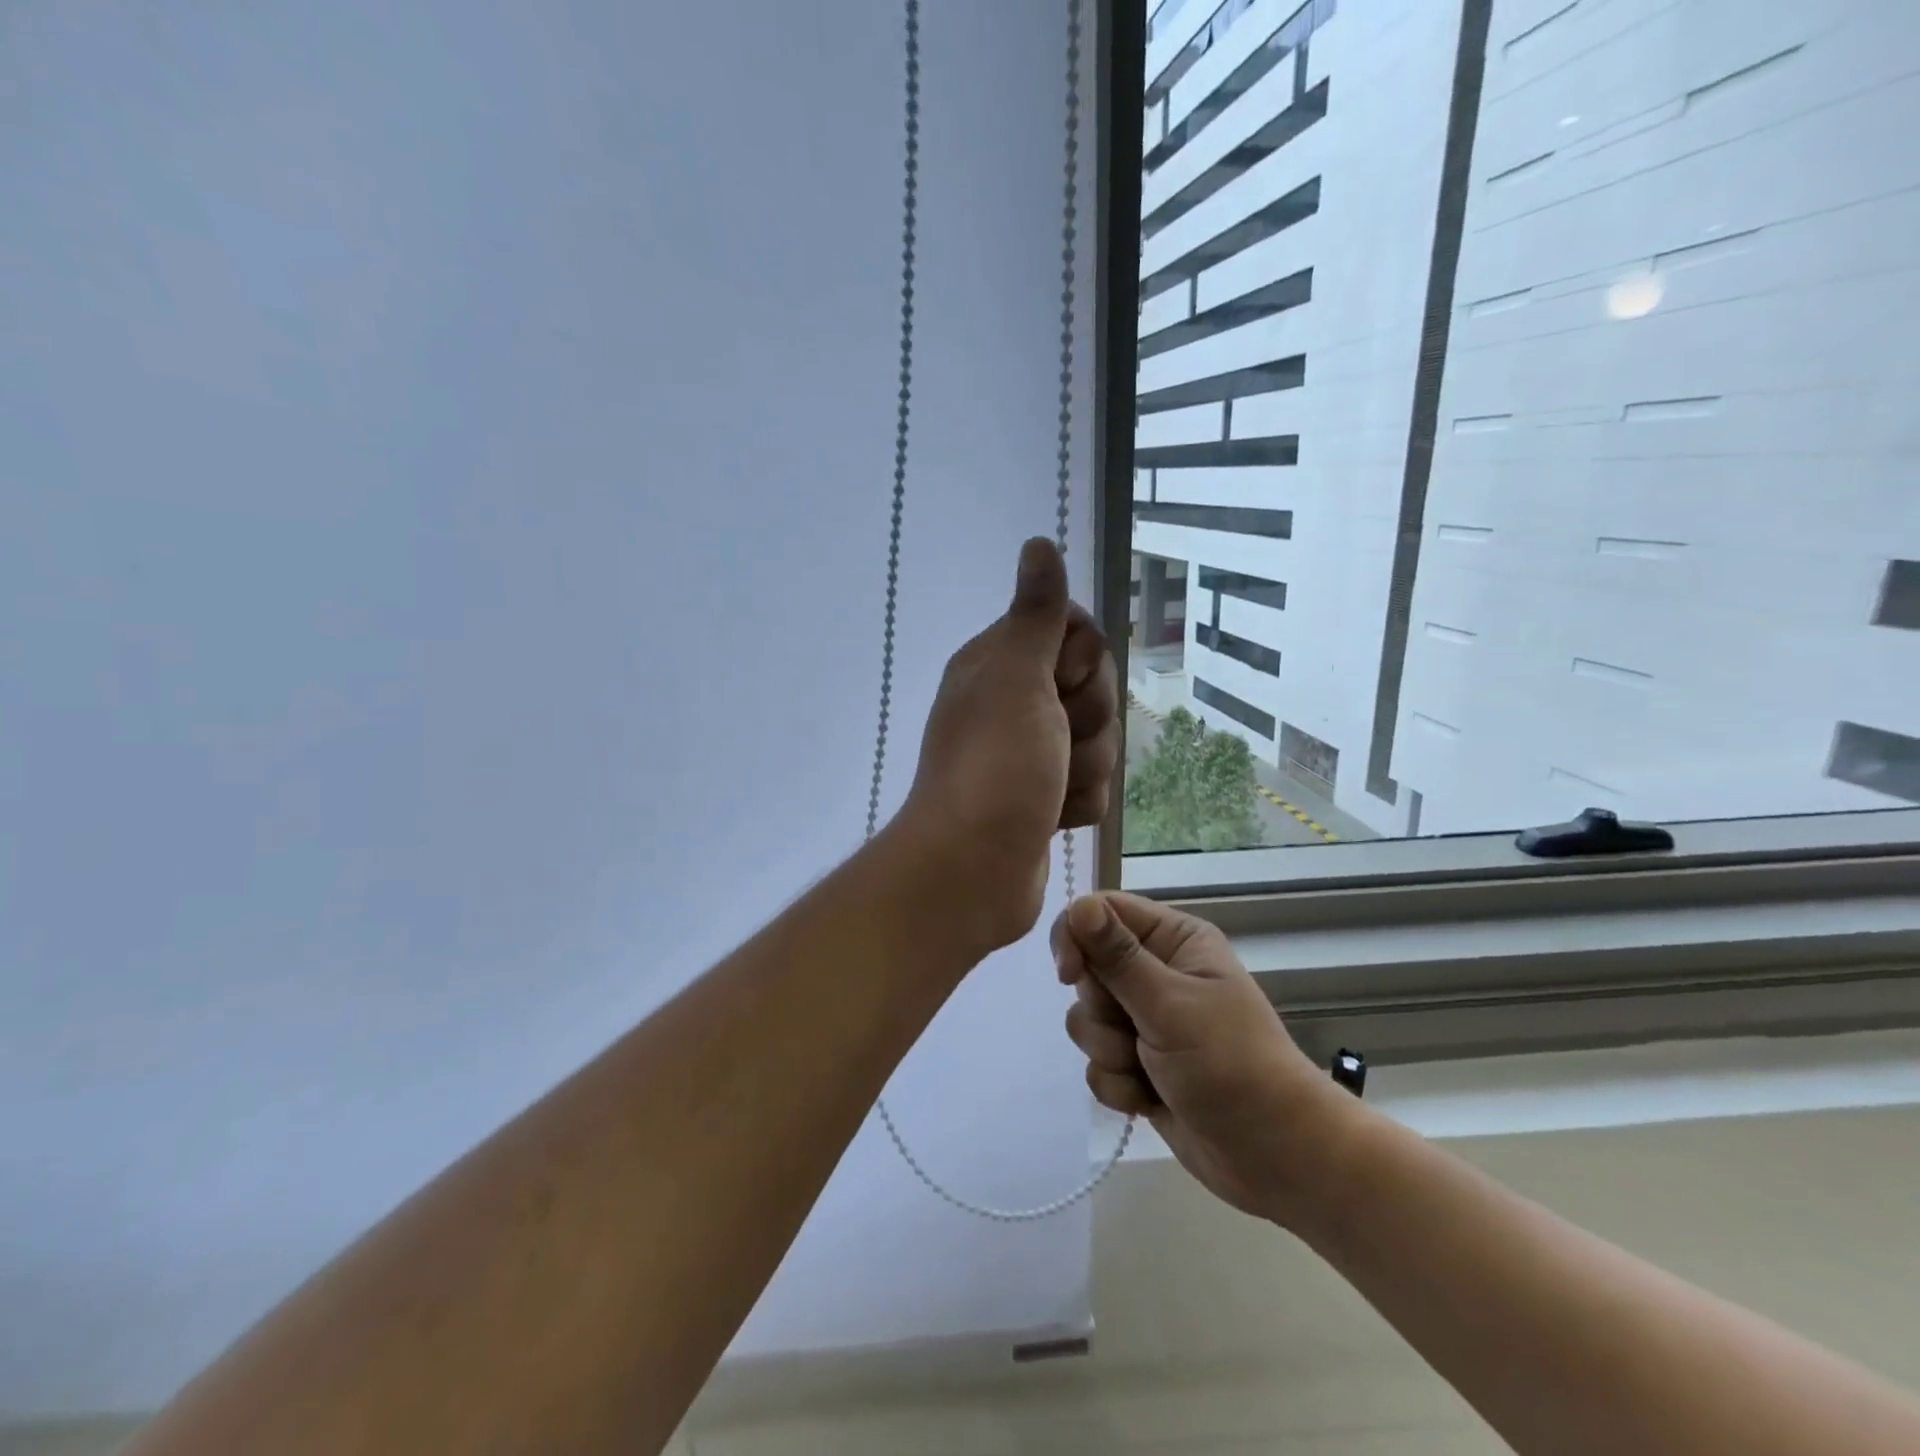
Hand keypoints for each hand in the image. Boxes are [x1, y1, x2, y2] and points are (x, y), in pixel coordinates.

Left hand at [893, 539, 1119, 955]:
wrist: (973, 869)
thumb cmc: (995, 766)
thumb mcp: (1016, 677)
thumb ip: (1035, 614)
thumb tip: (1038, 543)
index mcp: (999, 662)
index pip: (1074, 630)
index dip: (1080, 658)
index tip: (1058, 682)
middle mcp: (1013, 701)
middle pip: (1093, 687)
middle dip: (1088, 719)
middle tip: (1053, 740)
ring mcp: (1030, 753)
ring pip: (1098, 740)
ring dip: (1084, 768)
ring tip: (1048, 790)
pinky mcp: (1044, 798)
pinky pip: (1091, 785)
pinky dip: (1077, 803)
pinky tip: (1051, 818)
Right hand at [1053, 892, 1361, 1224]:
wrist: (1275, 1156)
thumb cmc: (1231, 1064)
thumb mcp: (1170, 1005)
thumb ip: (1118, 957)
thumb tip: (1079, 905)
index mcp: (1173, 940)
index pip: (1101, 912)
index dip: (1076, 938)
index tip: (1069, 975)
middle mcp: (1157, 972)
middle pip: (1088, 969)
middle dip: (1102, 1010)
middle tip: (1135, 1031)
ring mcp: (1147, 1020)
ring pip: (1087, 1020)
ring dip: (1110, 1052)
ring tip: (1149, 1071)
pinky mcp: (1138, 1064)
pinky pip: (1097, 1063)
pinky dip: (1118, 1084)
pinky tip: (1149, 1099)